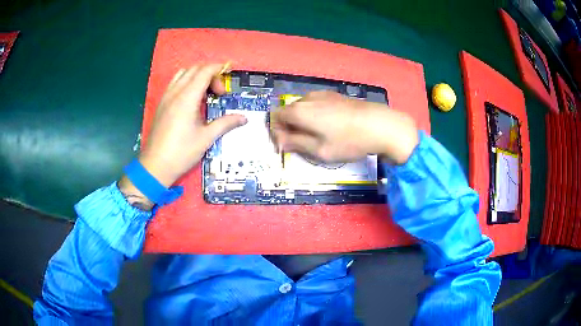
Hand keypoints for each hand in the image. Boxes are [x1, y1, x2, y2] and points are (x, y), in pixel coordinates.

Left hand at [119, 64, 246, 209]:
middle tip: (219, 91)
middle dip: (210, 73)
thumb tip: (243, 118)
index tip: (230, 72)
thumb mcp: (206, 138)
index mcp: (187, 98)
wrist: (155, 166)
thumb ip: (225, 124)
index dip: (219, 68)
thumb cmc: (181, 152)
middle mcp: (175, 92)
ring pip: (183, 74)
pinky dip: (187, 82)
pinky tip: (192, 99)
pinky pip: (175, 83)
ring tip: (206, 92)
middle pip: (194, 69)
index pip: (204, 71)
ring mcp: (166, 97)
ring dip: (197, 76)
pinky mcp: (161, 104)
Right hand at [270, 91, 417, 164]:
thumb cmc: (348, 141)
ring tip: (318, 136)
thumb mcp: (319, 150)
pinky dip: (315, 115)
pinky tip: (331, 126)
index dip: (277, 132)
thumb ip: (295, 144)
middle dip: (290, 127)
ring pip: (303, 107)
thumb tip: (280, 140)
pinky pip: (316, 105)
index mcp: (299, 111)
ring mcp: (322, 94)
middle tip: (303, 144)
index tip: (287, 145)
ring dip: (303, 121)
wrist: (380, 124)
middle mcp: (307, 98)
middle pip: (288, 111)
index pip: (275, 117)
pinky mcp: (335, 95)